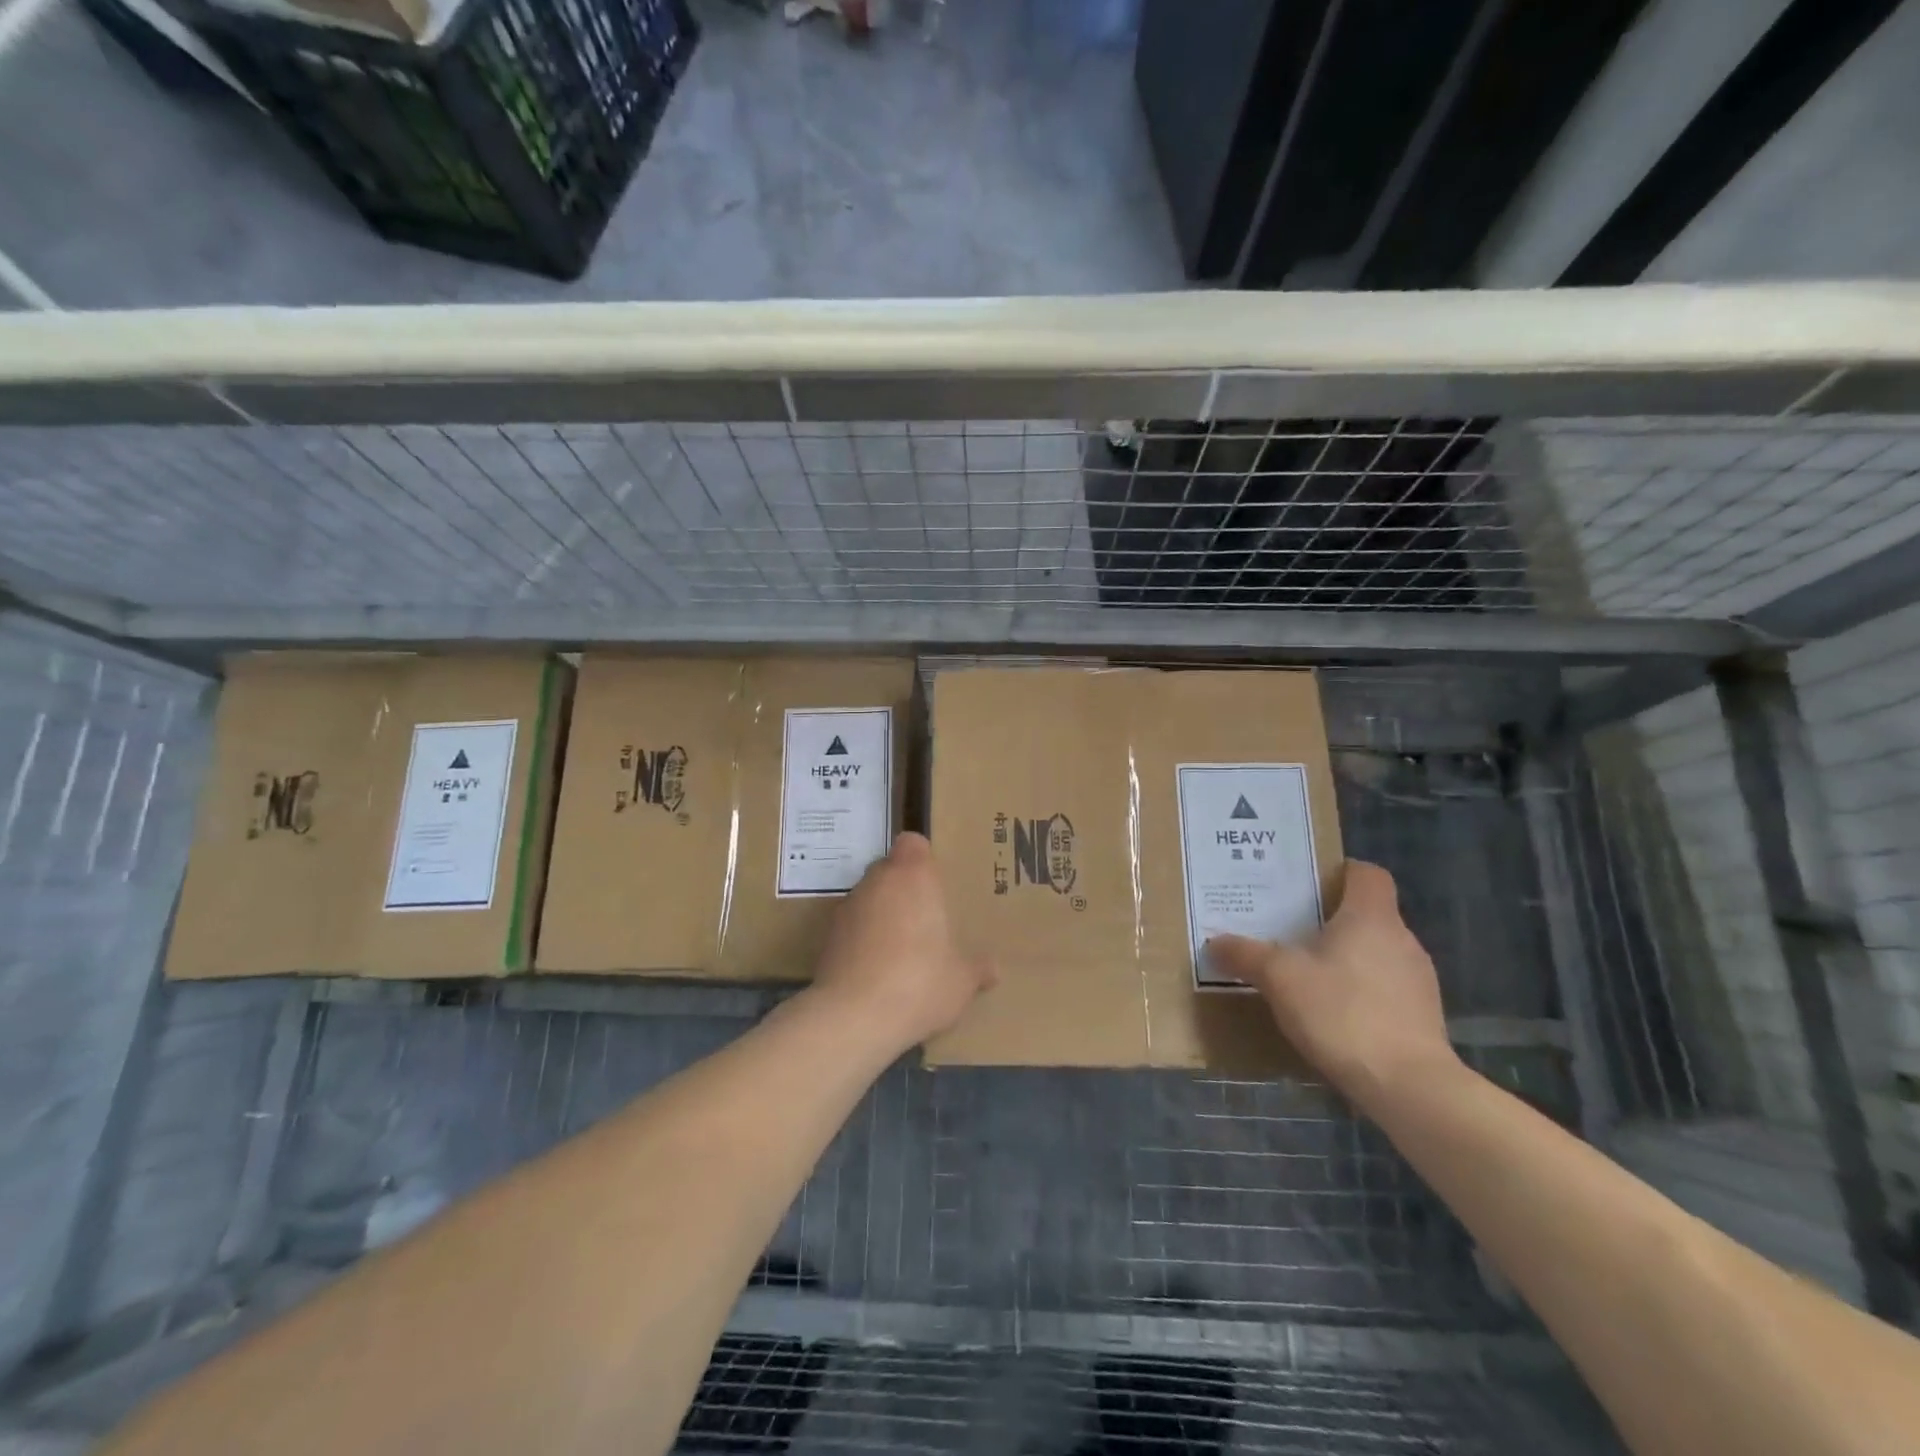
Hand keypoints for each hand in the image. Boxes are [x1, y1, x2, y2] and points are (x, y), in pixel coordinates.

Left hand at [808, 832, 994, 1052]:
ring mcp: (847, 907)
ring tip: (900, 950)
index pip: (913, 843)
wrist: (853, 1016)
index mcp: (913, 876)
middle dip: (904, 888)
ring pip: (868, 898)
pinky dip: (862, 939)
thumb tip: (993, 969)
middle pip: (889, 869)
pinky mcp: (827, 936)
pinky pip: (851, 927)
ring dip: (881, 914)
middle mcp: (877, 881)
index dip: (922, 858)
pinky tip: (876, 971)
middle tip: (924, 919)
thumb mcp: (961, 981)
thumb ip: (977, 968)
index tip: (935, 883)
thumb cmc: (919, 982)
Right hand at [1206, 860, 1456, 1111]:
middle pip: (1367, 914)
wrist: (1408, 1087)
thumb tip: (1215, 942)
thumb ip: (1245, 955)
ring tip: (1307, 976)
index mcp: (1371, 916)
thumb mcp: (1279, 978)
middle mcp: (1402, 939)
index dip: (1340, 872)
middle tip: (1289, 930)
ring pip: (1377, 952)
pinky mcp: (1424, 1017)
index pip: (1367, 874)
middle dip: (1331, 920)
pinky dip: (1361, 992)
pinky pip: (1386, 988)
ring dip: (1347, 959)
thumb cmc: (1342, 1012)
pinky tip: (1333, 1014)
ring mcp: (1418, 980)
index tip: (1308, 885)